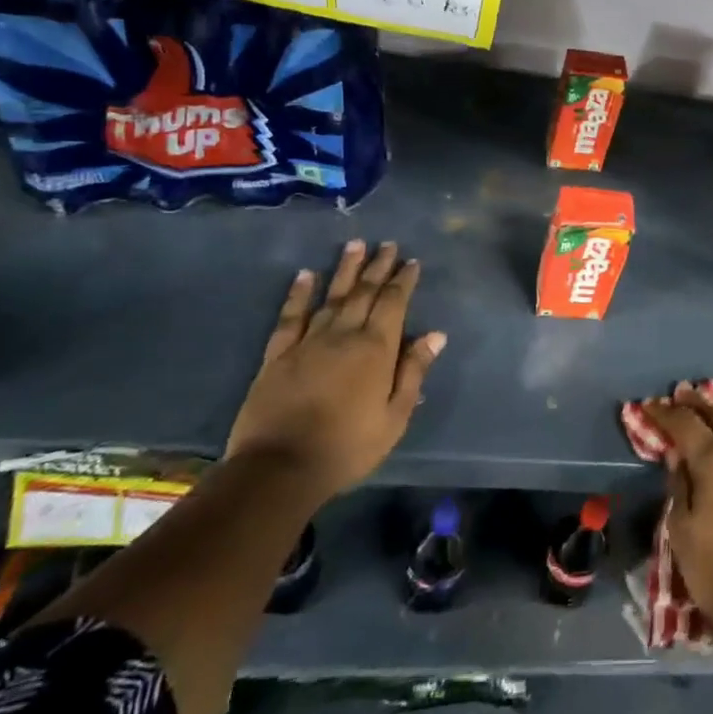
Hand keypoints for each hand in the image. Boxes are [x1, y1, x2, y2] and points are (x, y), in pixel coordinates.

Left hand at [225, 241, 445, 502]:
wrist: (278, 469)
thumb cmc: (347, 447)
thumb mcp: (394, 417)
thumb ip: (414, 372)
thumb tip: (435, 335)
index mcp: (376, 349)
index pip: (393, 303)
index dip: (403, 280)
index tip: (412, 261)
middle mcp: (343, 335)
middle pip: (364, 292)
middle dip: (378, 266)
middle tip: (387, 243)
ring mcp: (308, 342)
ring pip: (332, 296)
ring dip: (345, 269)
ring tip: (355, 244)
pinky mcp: (277, 355)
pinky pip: (290, 317)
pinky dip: (299, 294)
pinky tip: (306, 275)